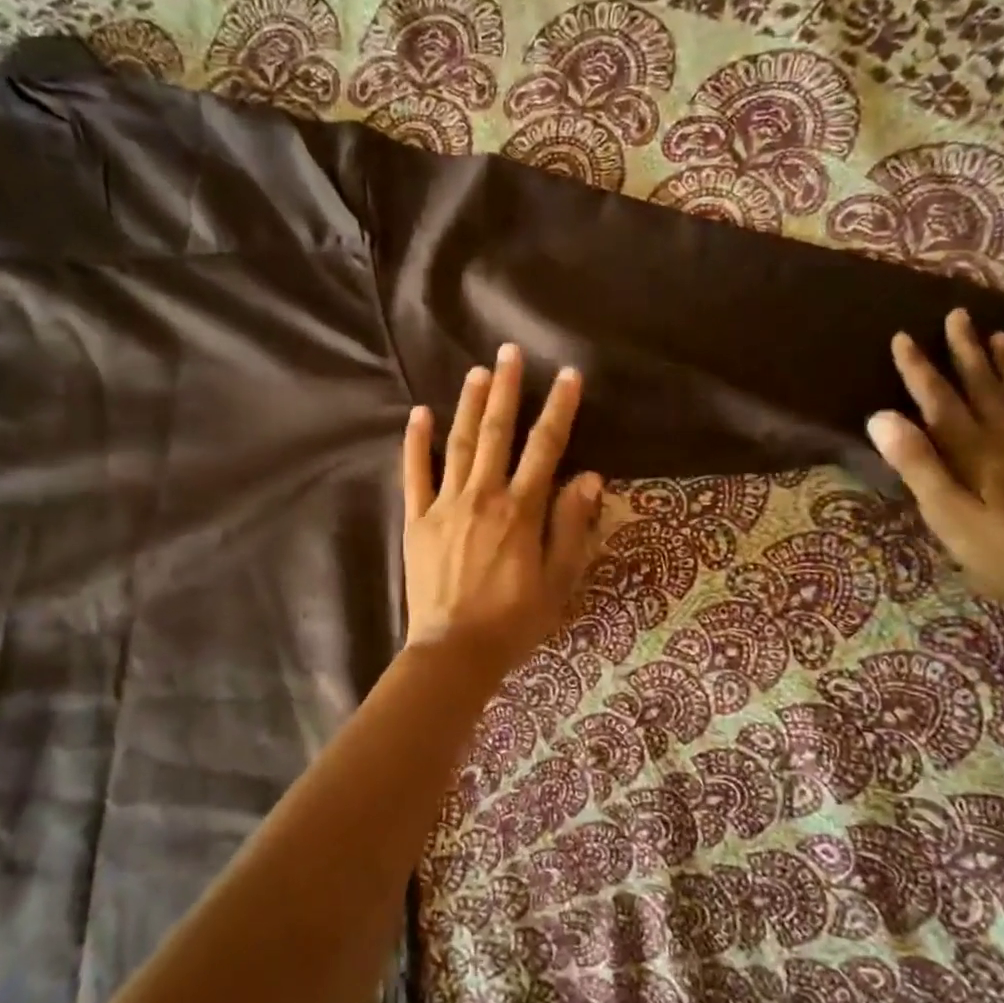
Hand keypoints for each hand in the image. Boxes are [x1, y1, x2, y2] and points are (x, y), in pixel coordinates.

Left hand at [402, 344, 603, 673]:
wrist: (456, 651)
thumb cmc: (514, 620)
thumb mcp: (559, 580)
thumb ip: (572, 526)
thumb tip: (588, 476)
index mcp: (521, 509)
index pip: (546, 447)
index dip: (559, 409)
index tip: (567, 375)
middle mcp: (483, 496)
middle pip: (496, 432)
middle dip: (505, 389)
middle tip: (508, 352)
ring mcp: (445, 505)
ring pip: (457, 444)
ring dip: (467, 404)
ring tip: (476, 372)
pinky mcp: (417, 520)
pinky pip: (414, 473)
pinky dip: (416, 443)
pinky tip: (418, 413)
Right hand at [866, 309, 1003, 627]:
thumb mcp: (947, 516)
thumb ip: (916, 465)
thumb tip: (881, 416)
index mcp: (975, 454)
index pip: (939, 402)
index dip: (919, 370)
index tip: (902, 336)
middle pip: (983, 389)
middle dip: (965, 352)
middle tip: (958, 314)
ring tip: (999, 335)